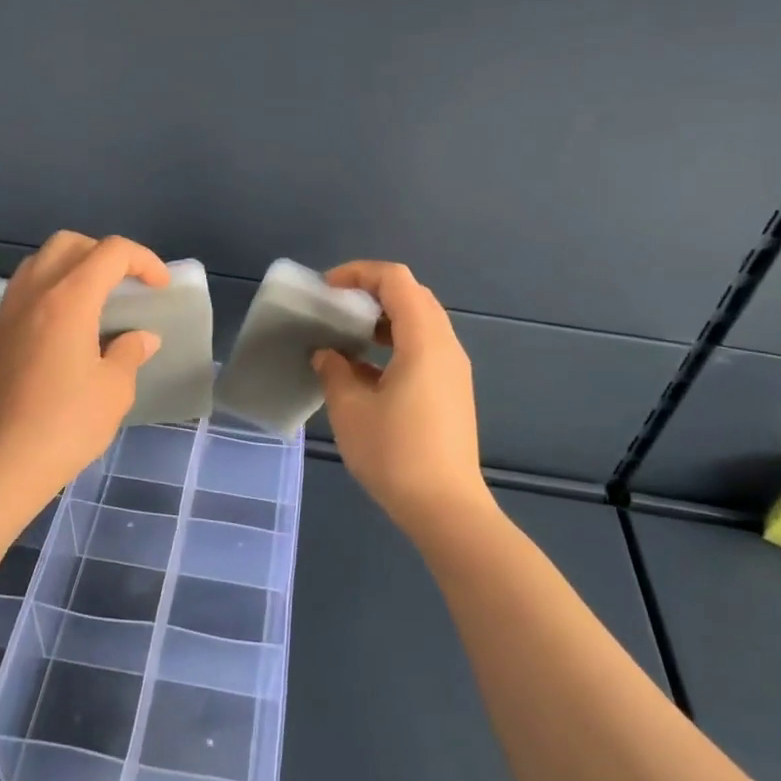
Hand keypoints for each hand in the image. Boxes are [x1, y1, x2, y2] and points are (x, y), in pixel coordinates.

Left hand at [0, 232, 167, 510]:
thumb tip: (141, 338)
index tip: (160, 287)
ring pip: (42, 261)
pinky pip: (26, 287)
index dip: (143, 260)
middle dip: (105, 253)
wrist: (0, 463)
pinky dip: (52, 286)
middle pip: (70, 243)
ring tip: (98, 299)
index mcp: (69, 299)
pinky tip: (69, 323)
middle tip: (127, 284)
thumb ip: (129, 352)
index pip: (110, 252)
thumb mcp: (113, 390)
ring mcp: (9, 311)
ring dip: (74, 265)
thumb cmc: (66, 425)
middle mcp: (34, 292)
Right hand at [313, 261, 490, 530]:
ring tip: (346, 337)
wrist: (445, 507)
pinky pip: (424, 348)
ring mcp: (453, 370)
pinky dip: (394, 343)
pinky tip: (366, 371)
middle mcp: (446, 346)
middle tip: (335, 309)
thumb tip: (328, 355)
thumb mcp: (350, 410)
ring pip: (420, 323)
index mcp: (424, 340)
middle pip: (413, 296)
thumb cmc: (394, 453)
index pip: (396, 280)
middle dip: (371, 292)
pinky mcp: (452, 391)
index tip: (326, 290)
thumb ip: (334, 371)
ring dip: (383, 319)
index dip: (359, 273)